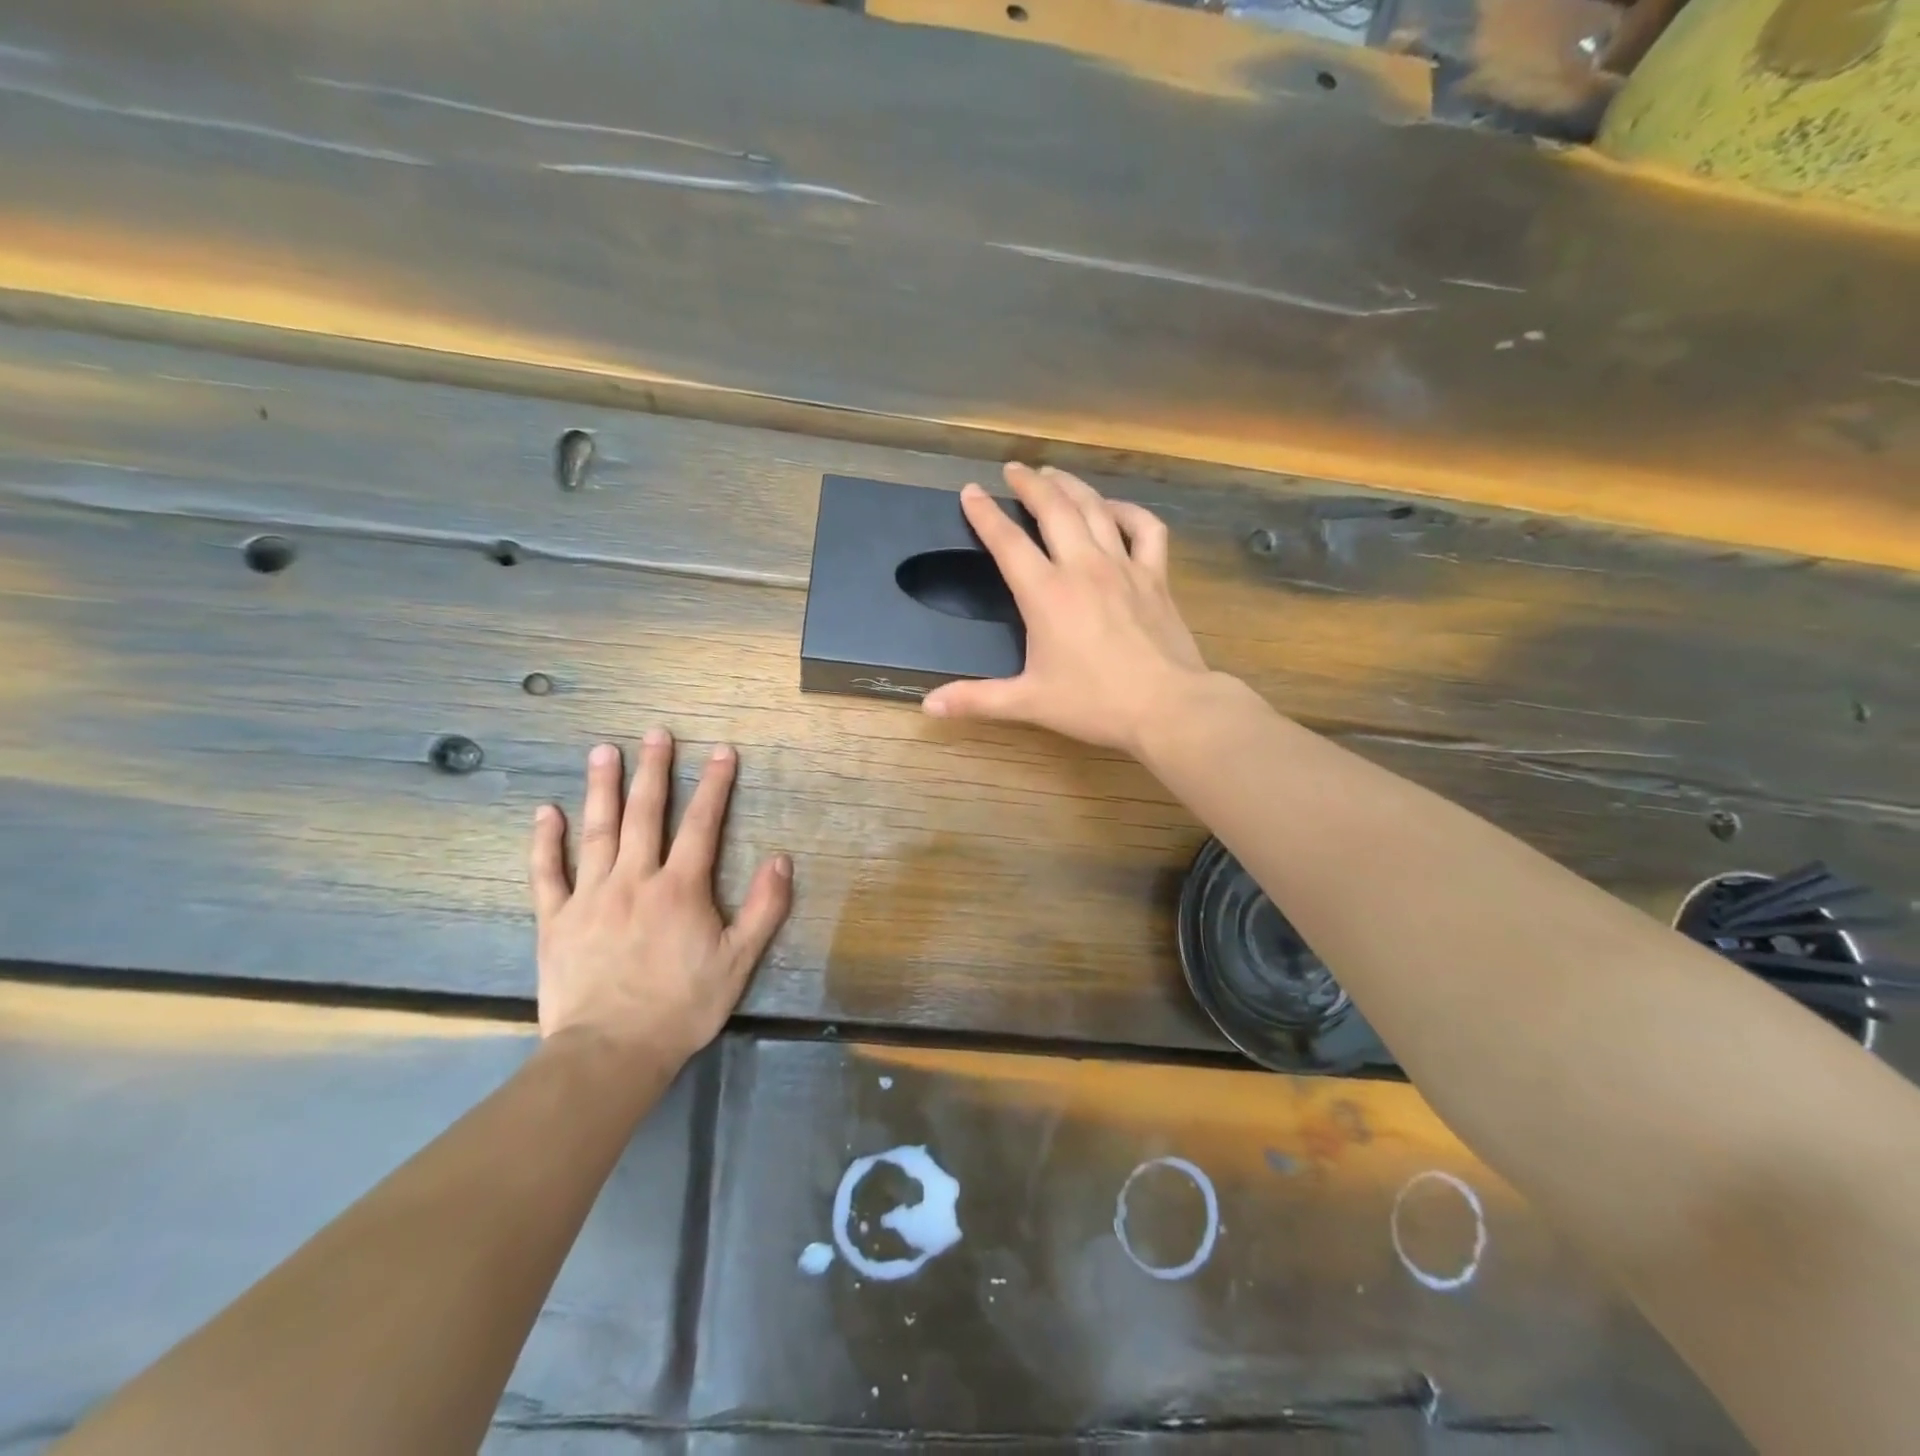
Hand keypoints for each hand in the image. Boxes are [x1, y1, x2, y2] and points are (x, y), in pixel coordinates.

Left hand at [528, 733, 791, 1070]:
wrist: (611, 1052)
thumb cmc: (681, 1006)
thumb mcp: (738, 961)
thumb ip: (764, 908)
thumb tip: (781, 858)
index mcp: (680, 888)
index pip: (702, 824)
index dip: (715, 785)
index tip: (722, 751)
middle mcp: (634, 879)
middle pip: (645, 814)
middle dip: (654, 770)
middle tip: (656, 733)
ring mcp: (590, 896)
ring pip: (597, 831)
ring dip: (602, 789)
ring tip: (604, 752)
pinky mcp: (555, 920)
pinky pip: (547, 873)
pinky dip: (545, 841)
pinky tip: (546, 812)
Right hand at [922, 463, 1209, 753]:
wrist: (1167, 706)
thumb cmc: (1094, 704)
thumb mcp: (1029, 702)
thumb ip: (976, 699)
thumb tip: (928, 706)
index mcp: (1045, 593)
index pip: (1008, 541)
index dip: (985, 514)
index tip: (970, 491)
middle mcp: (1082, 567)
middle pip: (1053, 509)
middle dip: (1030, 483)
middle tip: (1014, 469)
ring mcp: (1123, 566)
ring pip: (1095, 509)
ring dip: (1072, 486)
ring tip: (1054, 474)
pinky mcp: (1155, 575)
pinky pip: (1145, 528)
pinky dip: (1128, 511)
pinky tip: (1115, 509)